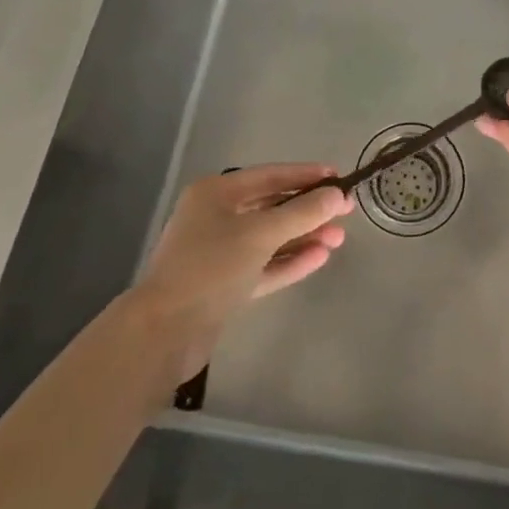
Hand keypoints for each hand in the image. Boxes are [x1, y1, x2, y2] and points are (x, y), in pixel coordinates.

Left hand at [133, 165, 353, 381]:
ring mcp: (219, 253)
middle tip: (345, 213)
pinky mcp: (224, 285)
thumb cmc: (211, 268)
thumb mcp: (261, 234)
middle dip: (308, 210)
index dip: (306, 175)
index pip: (270, 175)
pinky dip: (289, 261)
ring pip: (270, 238)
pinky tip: (319, 258)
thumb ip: (302, 212)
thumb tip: (336, 195)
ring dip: (303, 237)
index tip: (339, 177)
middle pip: (271, 206)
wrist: (164, 334)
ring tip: (338, 239)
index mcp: (216, 193)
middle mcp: (216, 217)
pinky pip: (264, 265)